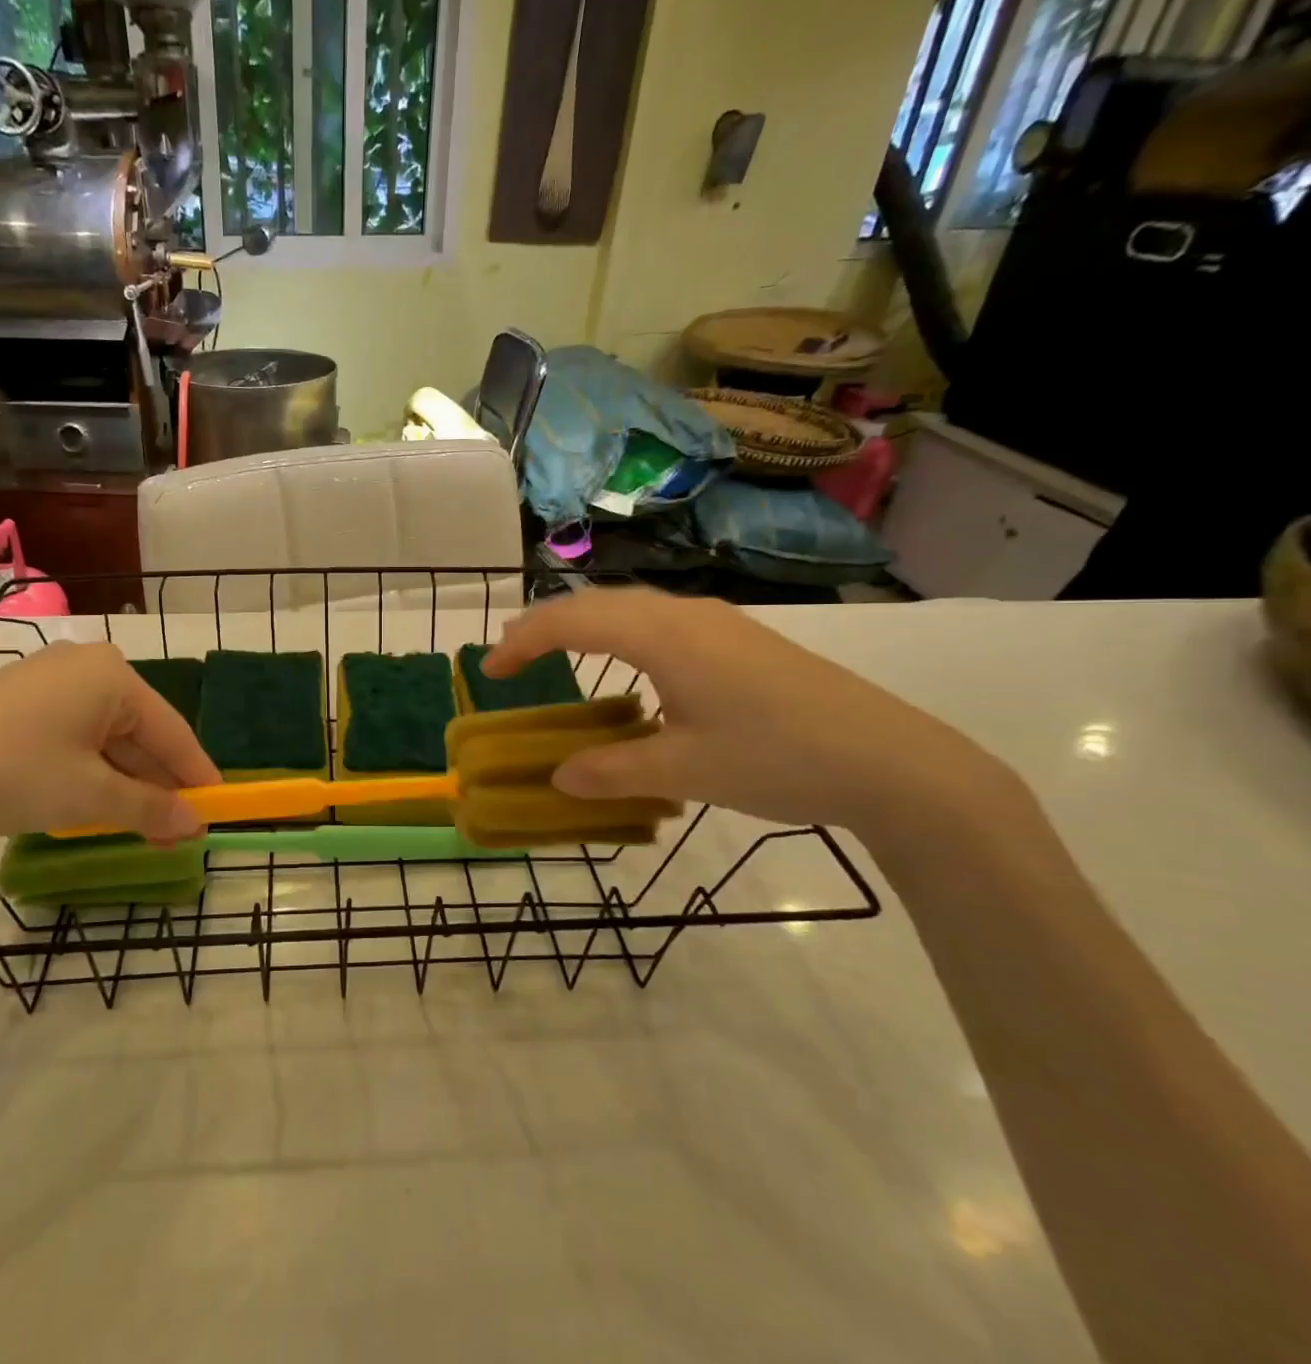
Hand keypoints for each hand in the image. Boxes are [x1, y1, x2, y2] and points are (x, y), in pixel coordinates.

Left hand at [0, 641, 219, 841]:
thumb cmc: (14, 773)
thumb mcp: (90, 796)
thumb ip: (151, 808)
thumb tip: (196, 824)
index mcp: (112, 675)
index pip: (172, 730)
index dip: (197, 773)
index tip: (219, 807)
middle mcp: (86, 667)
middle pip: (139, 733)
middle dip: (158, 785)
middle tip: (178, 830)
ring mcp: (50, 680)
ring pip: (107, 737)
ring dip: (126, 783)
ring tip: (144, 827)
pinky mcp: (21, 700)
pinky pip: (76, 736)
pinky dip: (92, 771)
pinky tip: (100, 804)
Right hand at [483, 589, 1014, 840]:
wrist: (893, 761)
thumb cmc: (778, 758)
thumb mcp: (685, 771)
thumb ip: (612, 771)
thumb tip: (558, 777)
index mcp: (663, 636)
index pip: (572, 622)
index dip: (523, 641)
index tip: (489, 670)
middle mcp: (685, 615)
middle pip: (597, 604)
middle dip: (546, 625)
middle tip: (511, 656)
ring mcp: (718, 623)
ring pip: (631, 609)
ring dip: (585, 627)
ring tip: (557, 654)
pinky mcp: (742, 640)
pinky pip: (660, 623)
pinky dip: (622, 636)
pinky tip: (630, 671)